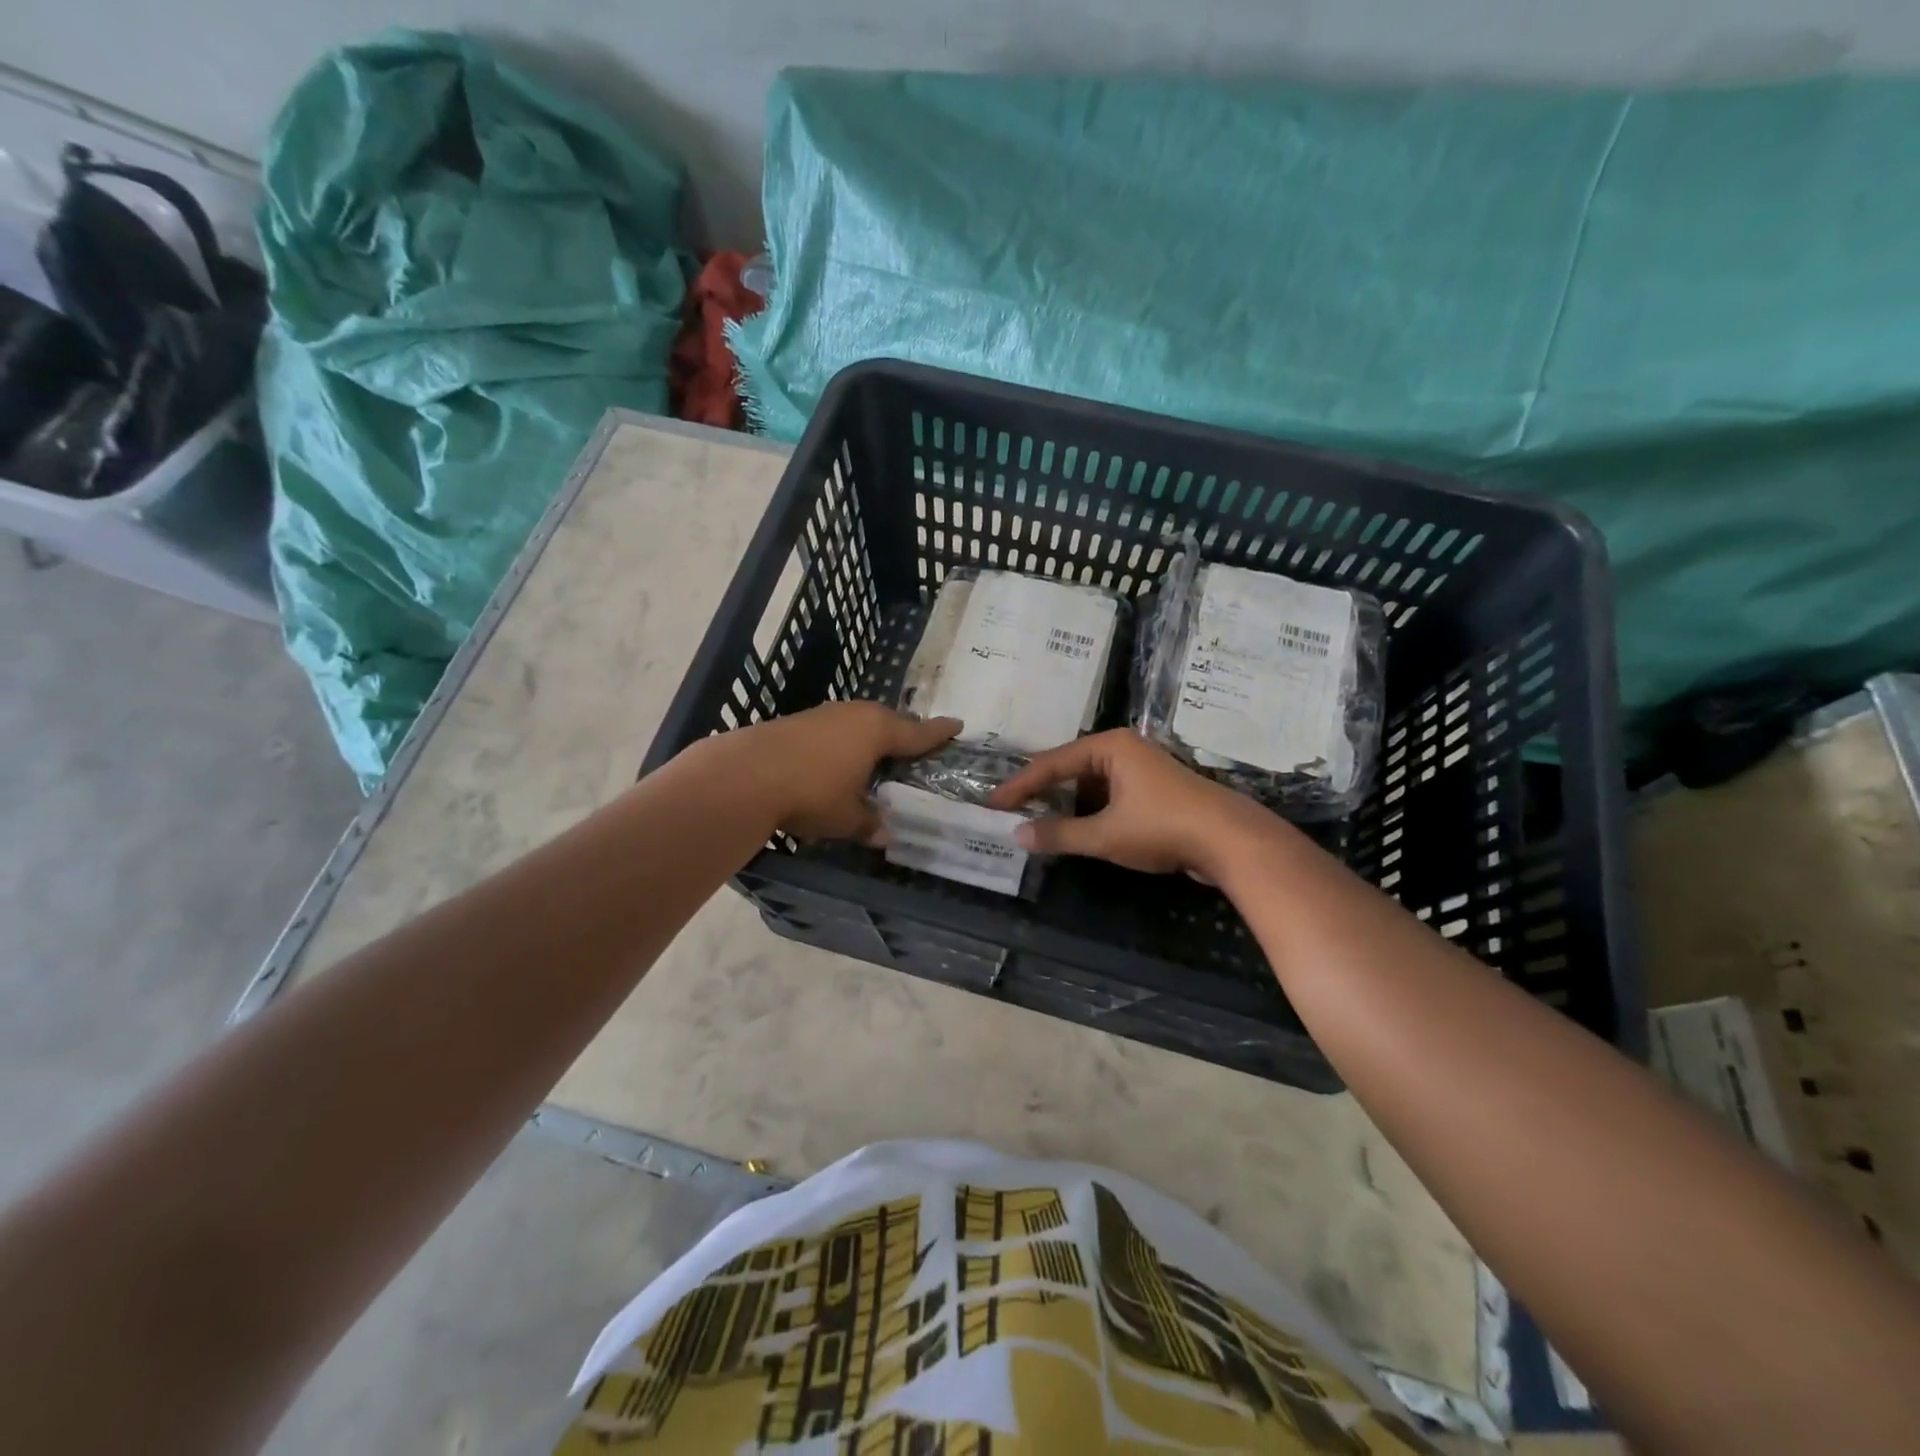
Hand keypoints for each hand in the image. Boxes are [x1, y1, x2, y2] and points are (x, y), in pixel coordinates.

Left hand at [716, 702, 960, 840]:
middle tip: (917, 748)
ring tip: (878, 755)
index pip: (918, 732)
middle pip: (889, 722)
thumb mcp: (847, 818)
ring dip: (871, 737)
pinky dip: (845, 743)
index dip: (939, 732)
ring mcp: (825, 714)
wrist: (744, 775)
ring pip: (859, 723)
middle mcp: (855, 715)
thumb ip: (870, 823)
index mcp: (878, 731)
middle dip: (904, 734)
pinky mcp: (798, 721)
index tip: (957, 725)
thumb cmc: (811, 793)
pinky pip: (836, 729)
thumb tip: (887, 836)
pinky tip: (838, 761)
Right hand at [989, 729, 1287, 877]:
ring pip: (1090, 784)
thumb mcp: (1105, 835)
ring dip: (1066, 804)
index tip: (992, 803)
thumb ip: (1060, 834)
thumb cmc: (1163, 827)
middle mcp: (1123, 749)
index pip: (1051, 763)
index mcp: (1109, 747)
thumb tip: (1018, 834)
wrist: (1231, 841)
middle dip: (1042, 792)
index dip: (1020, 786)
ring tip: (1037, 822)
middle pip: (1070, 769)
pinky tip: (1076, 828)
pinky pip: (1109, 795)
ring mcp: (1141, 768)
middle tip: (1011, 811)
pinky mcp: (1153, 790)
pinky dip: (1089, 810)